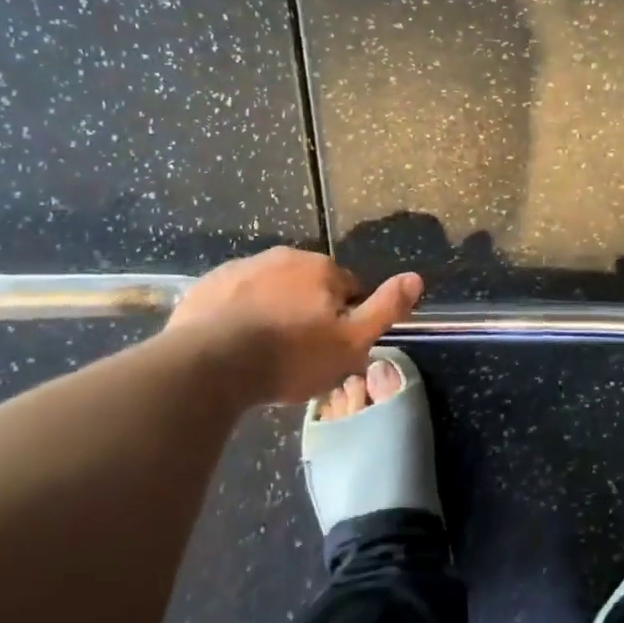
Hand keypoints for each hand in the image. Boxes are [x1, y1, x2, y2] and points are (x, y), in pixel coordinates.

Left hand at [165, 247, 422, 404]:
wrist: (209, 364)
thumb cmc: (290, 356)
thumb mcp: (351, 342)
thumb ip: (385, 308)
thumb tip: (416, 277)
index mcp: (322, 268)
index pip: (348, 289)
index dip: (345, 319)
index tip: (332, 348)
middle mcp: (284, 257)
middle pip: (308, 286)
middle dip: (308, 311)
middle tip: (299, 353)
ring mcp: (242, 268)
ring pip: (270, 290)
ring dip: (273, 311)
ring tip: (264, 352)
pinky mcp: (207, 285)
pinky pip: (234, 298)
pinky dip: (239, 314)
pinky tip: (234, 345)